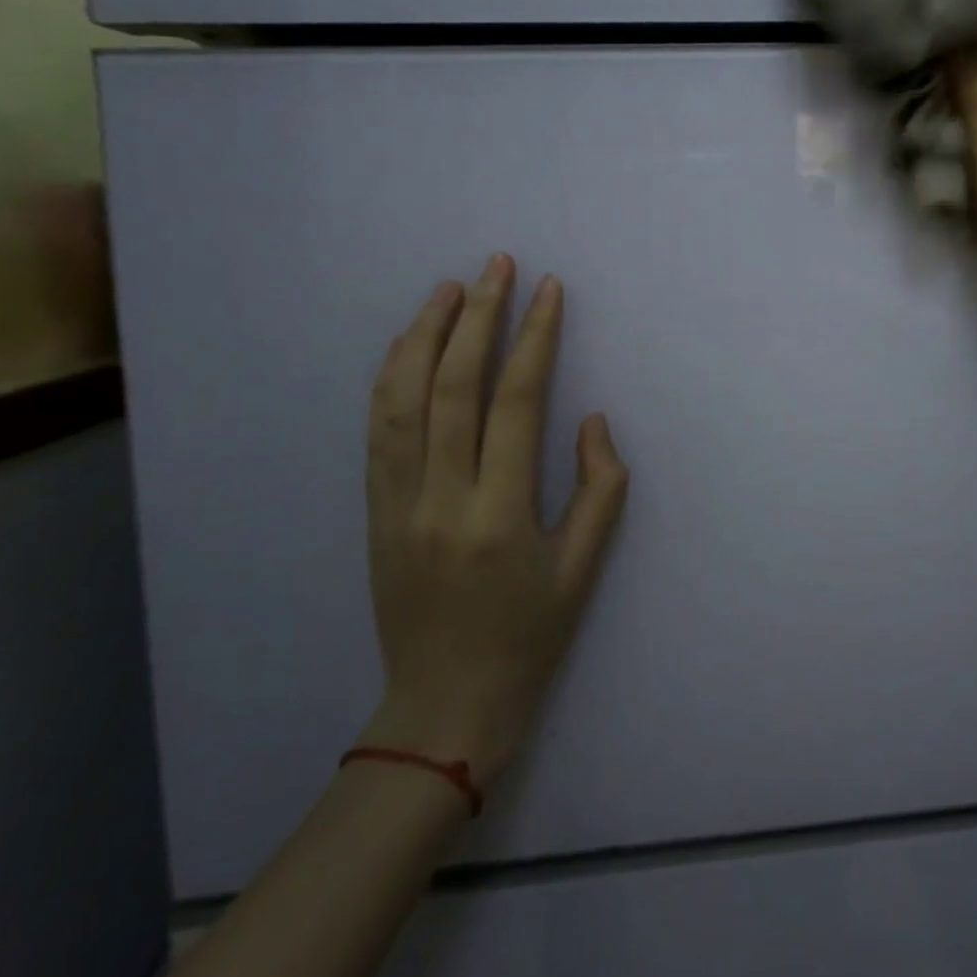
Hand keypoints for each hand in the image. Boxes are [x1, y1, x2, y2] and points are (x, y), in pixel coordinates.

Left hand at [357, 254, 628, 782]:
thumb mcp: (584, 570)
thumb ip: (601, 489)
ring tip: (450, 288)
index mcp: (499, 516)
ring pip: (402, 399)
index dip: (534, 338)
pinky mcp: (375, 512)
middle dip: (478, 316)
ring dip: (425, 335)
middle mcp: (441, 499)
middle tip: (497, 266)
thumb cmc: (528, 640)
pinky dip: (392, 376)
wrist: (443, 710)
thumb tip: (590, 420)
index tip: (548, 290)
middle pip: (454, 386)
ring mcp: (397, 504)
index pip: (516, 402)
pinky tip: (408, 344)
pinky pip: (379, 430)